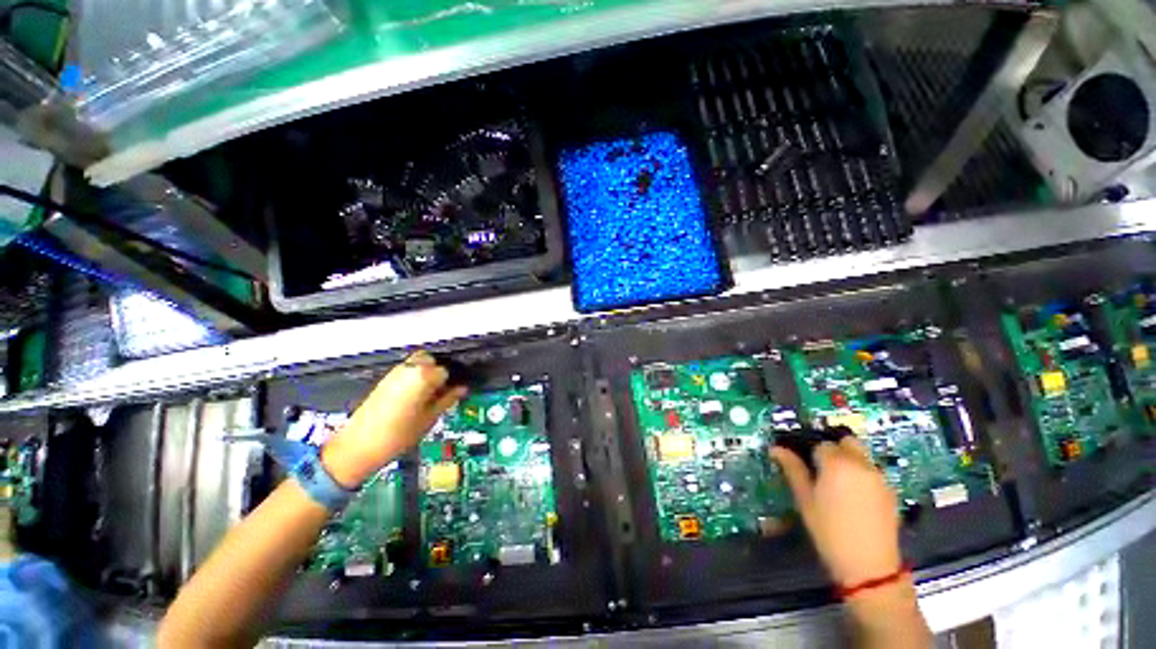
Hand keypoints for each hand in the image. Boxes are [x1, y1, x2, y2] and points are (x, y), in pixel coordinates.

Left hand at [322, 351, 466, 486]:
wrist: (358, 446)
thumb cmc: (397, 435)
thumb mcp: (430, 418)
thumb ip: (448, 399)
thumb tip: (461, 390)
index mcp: (423, 376)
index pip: (447, 371)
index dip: (452, 382)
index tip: (454, 392)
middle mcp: (408, 368)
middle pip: (432, 361)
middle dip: (439, 373)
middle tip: (442, 392)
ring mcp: (394, 373)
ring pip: (419, 364)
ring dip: (427, 375)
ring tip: (429, 396)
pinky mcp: (384, 380)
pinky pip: (406, 371)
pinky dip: (414, 379)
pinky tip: (415, 398)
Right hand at [770, 437, 900, 585]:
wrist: (869, 566)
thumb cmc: (829, 531)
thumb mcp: (805, 500)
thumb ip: (792, 469)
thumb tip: (776, 449)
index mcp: (837, 463)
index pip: (820, 444)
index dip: (810, 453)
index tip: (804, 466)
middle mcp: (861, 464)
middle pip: (846, 441)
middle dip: (833, 448)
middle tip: (821, 468)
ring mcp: (879, 477)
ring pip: (861, 455)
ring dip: (848, 460)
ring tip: (837, 484)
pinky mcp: (891, 491)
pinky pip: (872, 471)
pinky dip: (861, 474)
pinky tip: (853, 497)